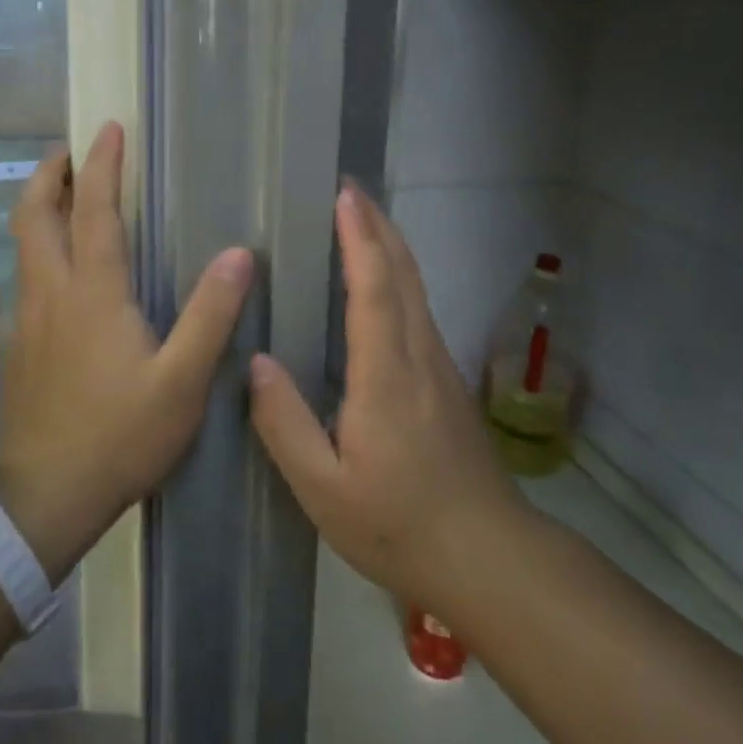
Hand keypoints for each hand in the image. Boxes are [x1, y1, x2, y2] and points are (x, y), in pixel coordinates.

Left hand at [0, 122, 252, 582]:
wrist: (44, 500)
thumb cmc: (119, 436)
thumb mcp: (182, 381)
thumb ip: (210, 315)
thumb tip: (239, 254)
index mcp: (92, 293)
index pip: (94, 211)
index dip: (102, 165)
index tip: (108, 128)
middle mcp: (51, 292)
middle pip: (34, 215)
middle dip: (50, 174)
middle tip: (69, 151)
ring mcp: (26, 319)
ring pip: (22, 244)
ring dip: (39, 208)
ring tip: (63, 195)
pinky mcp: (17, 346)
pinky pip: (24, 277)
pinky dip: (36, 249)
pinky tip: (58, 270)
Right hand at [248, 185, 525, 619]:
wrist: (488, 556)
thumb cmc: (397, 525)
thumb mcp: (323, 489)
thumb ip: (284, 423)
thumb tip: (255, 362)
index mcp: (386, 375)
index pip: (375, 288)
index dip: (359, 237)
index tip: (343, 195)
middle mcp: (419, 355)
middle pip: (404, 272)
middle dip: (377, 223)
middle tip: (348, 187)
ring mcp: (440, 365)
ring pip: (417, 286)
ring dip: (390, 244)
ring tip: (361, 218)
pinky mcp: (446, 380)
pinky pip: (419, 307)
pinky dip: (399, 274)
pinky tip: (382, 281)